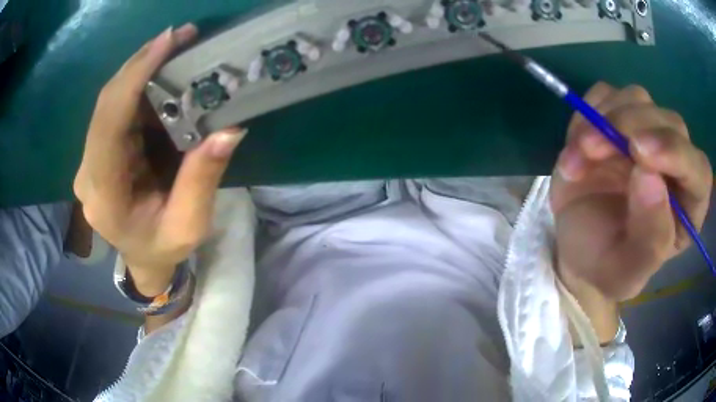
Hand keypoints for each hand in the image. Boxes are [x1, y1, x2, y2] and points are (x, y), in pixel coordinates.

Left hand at [74, 24, 247, 294]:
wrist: (142, 258)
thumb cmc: (163, 248)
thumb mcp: (188, 226)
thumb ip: (202, 181)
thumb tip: (229, 130)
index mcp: (104, 196)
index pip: (108, 125)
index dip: (134, 78)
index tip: (167, 41)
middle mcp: (88, 172)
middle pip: (107, 104)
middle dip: (141, 63)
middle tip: (180, 35)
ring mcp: (91, 158)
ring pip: (111, 100)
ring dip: (142, 69)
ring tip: (177, 46)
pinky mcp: (100, 149)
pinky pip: (117, 108)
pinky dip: (140, 84)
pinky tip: (163, 72)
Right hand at [551, 82, 711, 302]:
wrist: (577, 248)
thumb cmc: (606, 266)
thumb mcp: (625, 271)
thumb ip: (648, 239)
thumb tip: (650, 178)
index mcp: (688, 207)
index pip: (699, 170)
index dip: (676, 154)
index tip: (640, 154)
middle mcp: (675, 164)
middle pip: (669, 122)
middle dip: (631, 128)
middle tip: (592, 149)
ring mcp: (647, 134)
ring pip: (637, 99)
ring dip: (604, 119)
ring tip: (579, 154)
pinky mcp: (619, 118)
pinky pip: (607, 95)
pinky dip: (587, 112)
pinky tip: (578, 145)